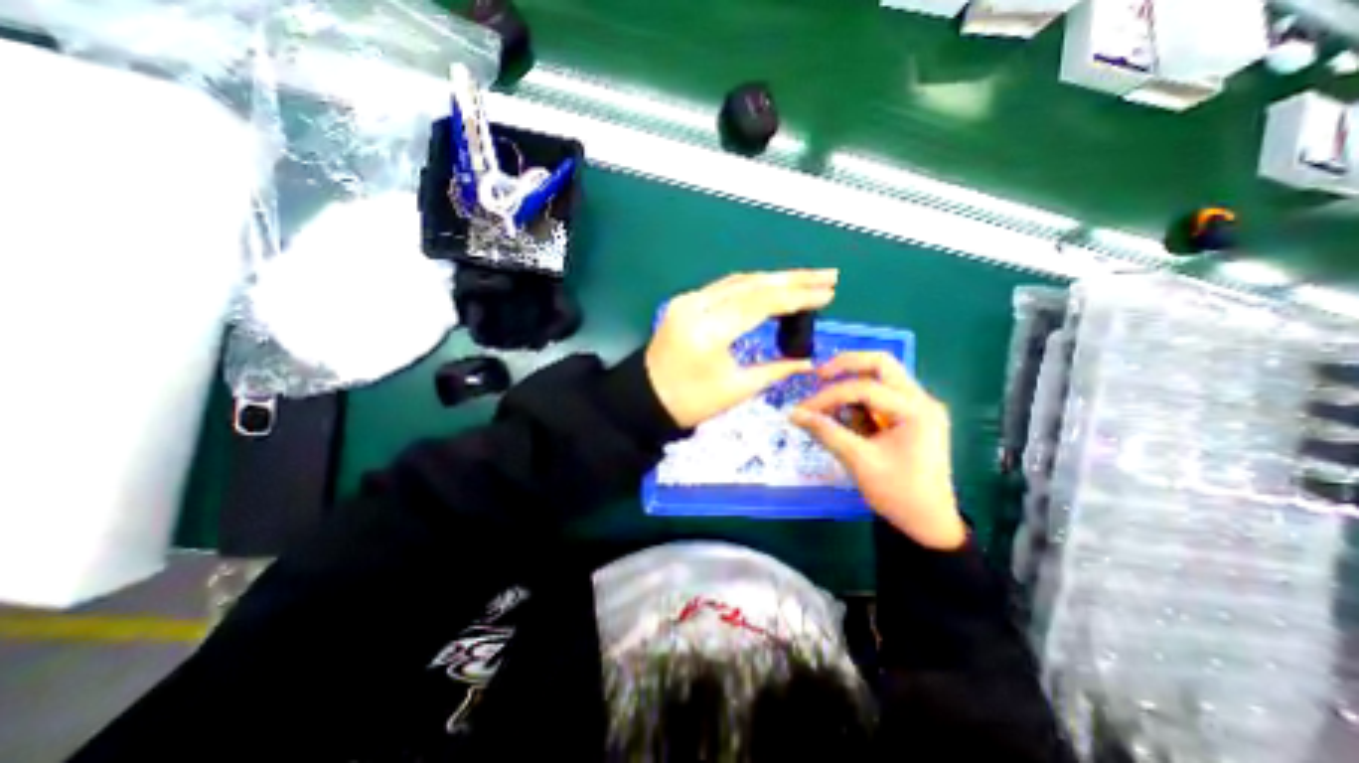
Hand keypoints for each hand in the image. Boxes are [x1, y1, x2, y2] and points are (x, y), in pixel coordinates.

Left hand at [644, 267, 833, 429]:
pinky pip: (724, 288)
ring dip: (774, 278)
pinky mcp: (685, 302)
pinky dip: (752, 286)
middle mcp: (696, 306)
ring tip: (807, 278)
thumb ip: (775, 369)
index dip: (797, 297)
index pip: (761, 303)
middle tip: (827, 275)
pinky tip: (772, 286)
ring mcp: (688, 300)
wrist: (645, 399)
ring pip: (738, 281)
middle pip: (751, 284)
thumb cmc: (690, 402)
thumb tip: (808, 362)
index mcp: (708, 331)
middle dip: (792, 278)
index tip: (828, 293)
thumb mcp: (736, 390)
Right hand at [786, 350, 965, 548]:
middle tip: (819, 376)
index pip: (866, 388)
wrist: (929, 523)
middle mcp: (922, 400)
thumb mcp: (859, 462)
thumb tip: (794, 414)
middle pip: (881, 364)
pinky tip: (843, 414)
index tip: (803, 409)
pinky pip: (881, 395)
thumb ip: (826, 433)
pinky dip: (859, 399)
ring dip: (852, 381)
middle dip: (846, 366)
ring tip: (827, 401)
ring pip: (881, 376)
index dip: (829, 396)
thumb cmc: (899, 494)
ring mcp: (919, 407)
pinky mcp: (911, 416)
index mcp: (916, 411)